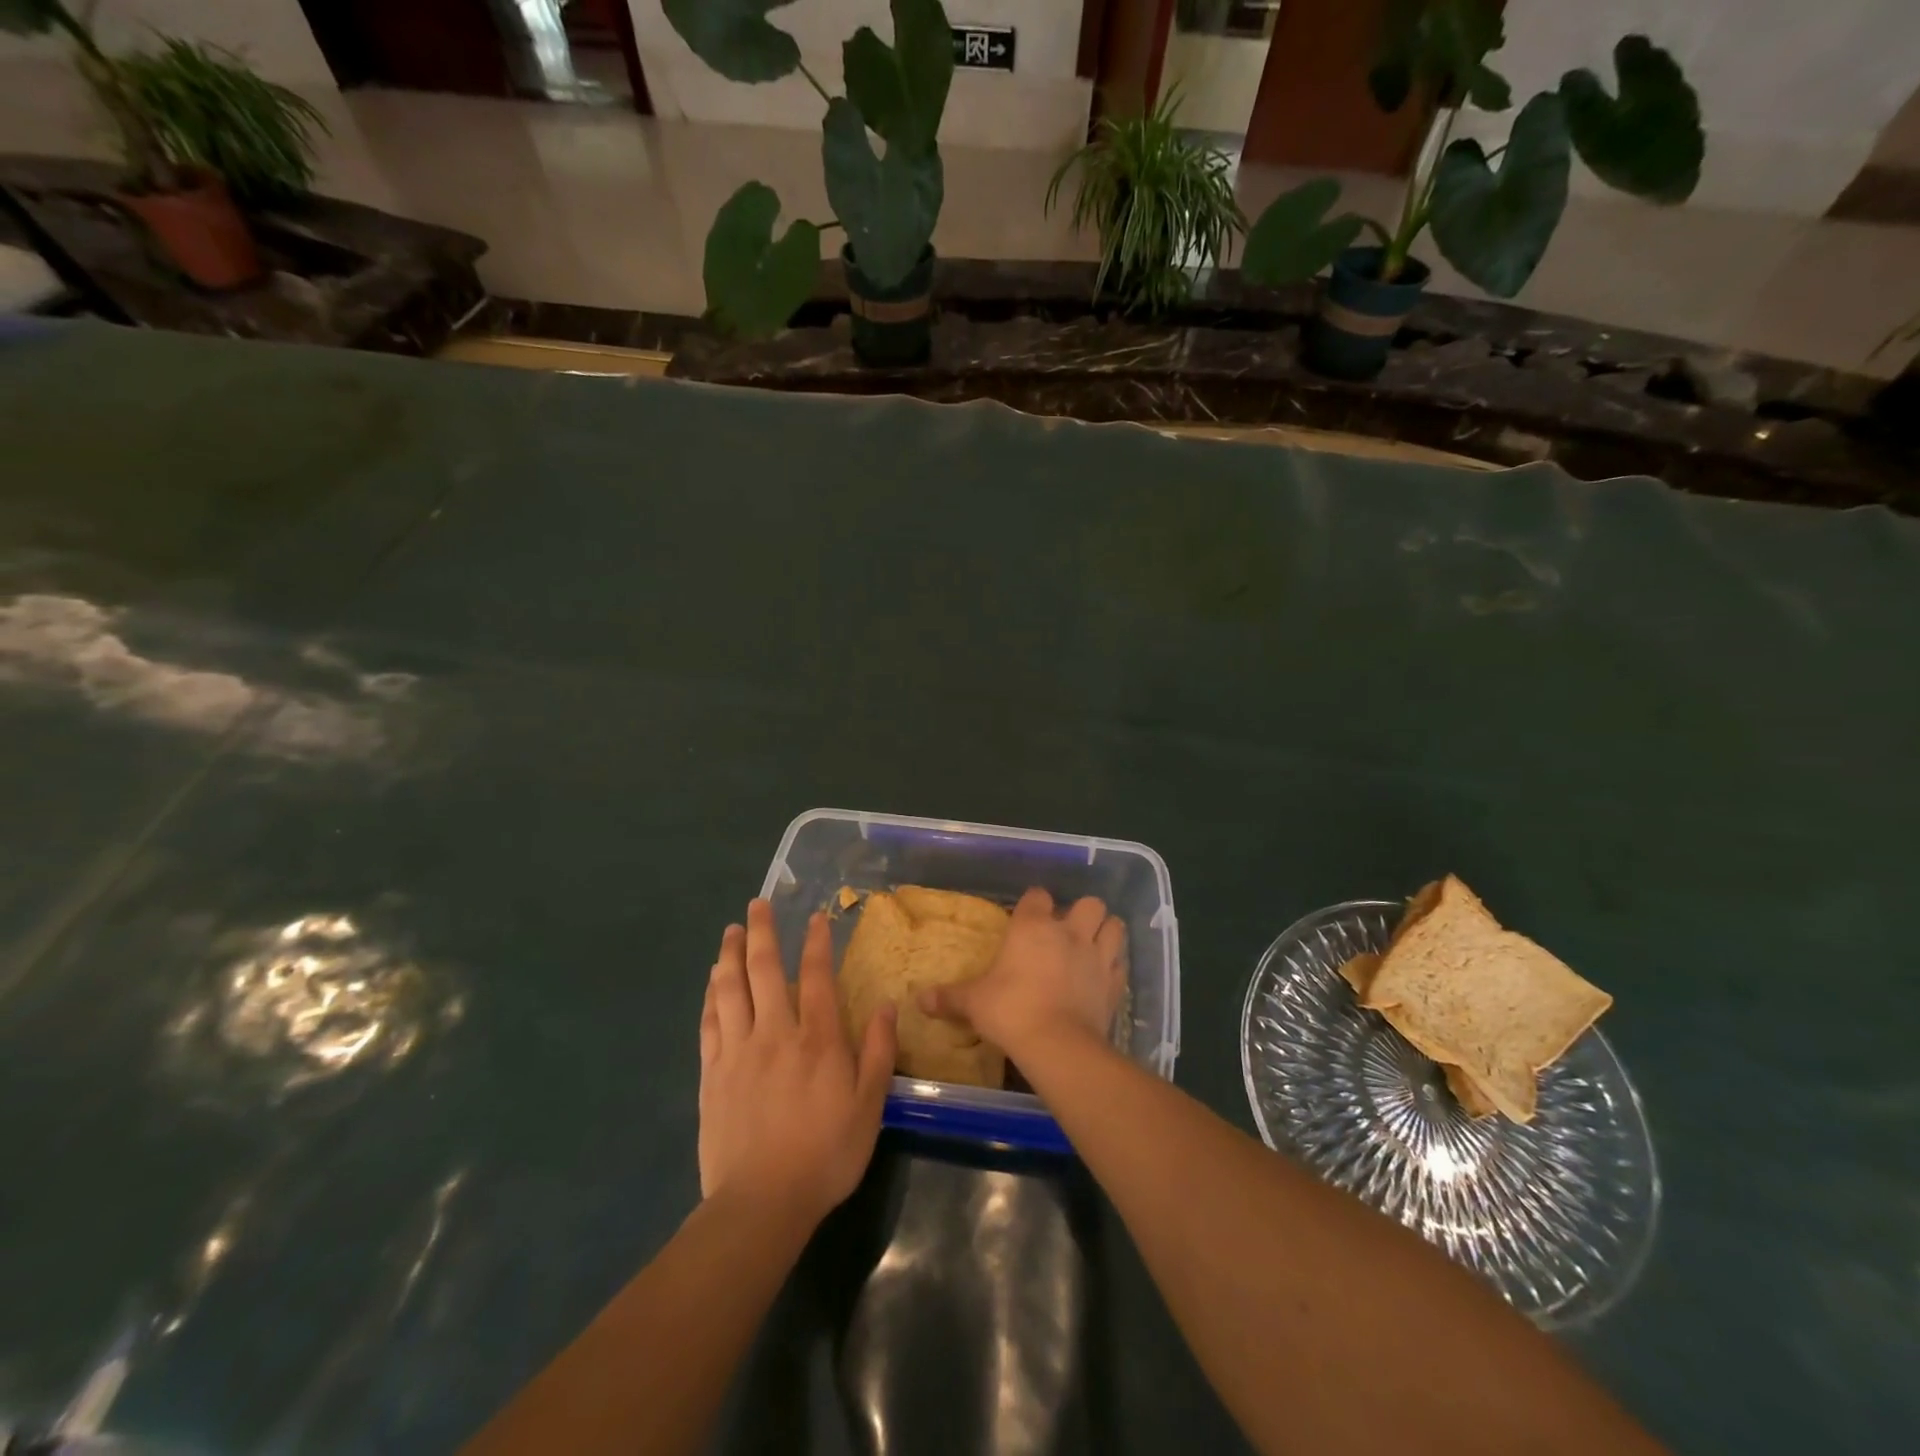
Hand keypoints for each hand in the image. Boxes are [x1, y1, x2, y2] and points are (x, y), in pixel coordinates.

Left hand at [699, 900, 896, 1225]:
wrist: (761, 1202)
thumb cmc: (825, 1154)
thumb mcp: (869, 1106)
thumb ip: (878, 1053)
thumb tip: (887, 1006)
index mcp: (816, 1039)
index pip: (815, 976)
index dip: (816, 942)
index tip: (815, 917)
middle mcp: (774, 1032)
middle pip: (763, 970)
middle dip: (761, 932)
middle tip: (757, 904)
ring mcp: (738, 1051)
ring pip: (730, 989)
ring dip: (730, 955)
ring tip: (731, 931)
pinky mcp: (712, 1073)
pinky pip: (709, 1022)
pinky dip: (711, 995)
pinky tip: (712, 982)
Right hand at [920, 888, 1125, 1064]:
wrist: (1057, 1044)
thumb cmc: (1010, 1011)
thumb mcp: (973, 1003)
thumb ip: (949, 998)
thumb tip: (918, 999)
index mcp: (1032, 927)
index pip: (1037, 896)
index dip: (1034, 903)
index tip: (1027, 917)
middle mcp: (1068, 932)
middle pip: (1089, 903)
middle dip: (1082, 912)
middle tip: (1068, 931)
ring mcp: (1096, 956)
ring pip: (1114, 926)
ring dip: (1106, 931)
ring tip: (1092, 946)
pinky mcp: (1113, 983)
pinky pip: (1121, 964)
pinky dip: (1114, 966)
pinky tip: (1102, 977)